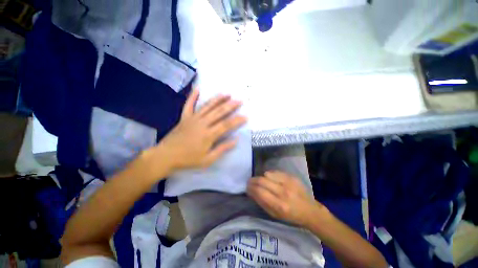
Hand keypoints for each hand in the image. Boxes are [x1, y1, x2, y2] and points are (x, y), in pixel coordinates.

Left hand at [149, 89, 246, 172]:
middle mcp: (202, 123)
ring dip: (217, 99)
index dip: (237, 120)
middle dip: (231, 106)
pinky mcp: (184, 117)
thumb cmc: (188, 160)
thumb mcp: (208, 159)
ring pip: (207, 106)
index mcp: (208, 135)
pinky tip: (197, 88)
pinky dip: (193, 96)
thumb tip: (235, 140)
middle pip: (219, 112)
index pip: (226, 125)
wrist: (166, 156)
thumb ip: (222, 149)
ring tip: (226, 94)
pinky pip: (189, 105)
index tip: (245, 116)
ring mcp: (192, 119)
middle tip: (239, 101)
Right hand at [247, 171, 323, 226]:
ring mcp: (288, 182)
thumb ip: (261, 202)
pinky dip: (270, 175)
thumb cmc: (290, 216)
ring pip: (267, 174)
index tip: (247, 187)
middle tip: (250, 182)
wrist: (309, 210)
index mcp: (279, 205)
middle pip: (262, 180)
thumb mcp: (274, 215)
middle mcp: (283, 192)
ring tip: (262, 181)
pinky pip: (275, 171)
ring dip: (262, 177)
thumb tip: (251, 191)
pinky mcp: (292, 176)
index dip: (250, 188)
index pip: (259, 192)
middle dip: (253, 180)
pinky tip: (271, 179)